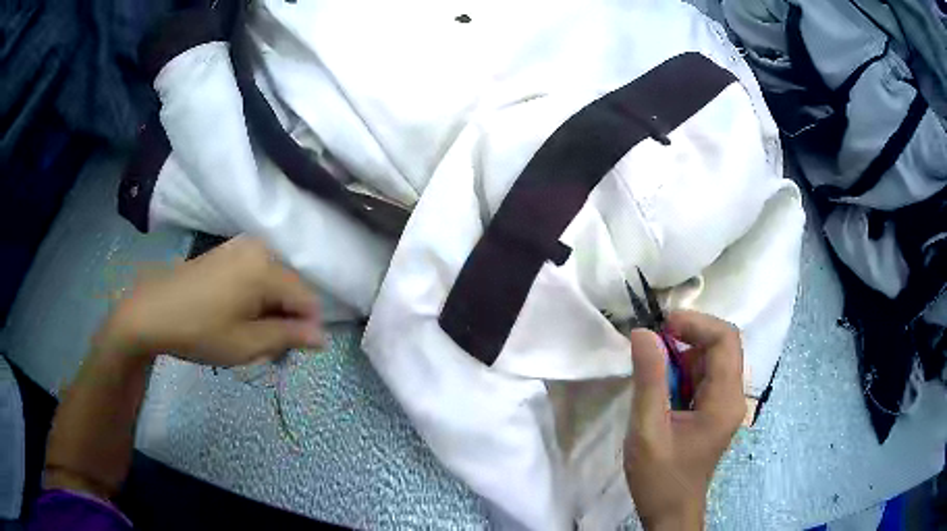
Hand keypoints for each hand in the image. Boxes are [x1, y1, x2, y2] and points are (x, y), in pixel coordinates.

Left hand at [97, 236, 323, 365]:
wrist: (151, 311)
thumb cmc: (200, 330)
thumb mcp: (247, 343)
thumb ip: (289, 337)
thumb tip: (323, 337)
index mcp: (266, 267)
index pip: (308, 299)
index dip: (305, 329)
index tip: (288, 352)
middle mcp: (258, 248)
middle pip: (291, 289)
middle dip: (286, 320)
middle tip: (265, 349)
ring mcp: (240, 247)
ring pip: (273, 284)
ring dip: (269, 311)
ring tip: (247, 335)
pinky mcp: (226, 252)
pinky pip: (255, 275)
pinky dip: (254, 298)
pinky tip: (235, 317)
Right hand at [624, 310, 745, 529]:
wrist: (670, 511)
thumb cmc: (660, 477)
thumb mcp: (647, 430)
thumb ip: (649, 380)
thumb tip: (644, 333)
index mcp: (725, 400)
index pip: (725, 340)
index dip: (697, 323)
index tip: (662, 326)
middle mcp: (733, 396)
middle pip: (723, 345)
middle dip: (691, 333)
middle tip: (654, 338)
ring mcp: (725, 404)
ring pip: (713, 358)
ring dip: (685, 351)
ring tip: (653, 360)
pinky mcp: (714, 411)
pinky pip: (705, 376)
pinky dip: (683, 369)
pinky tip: (662, 382)